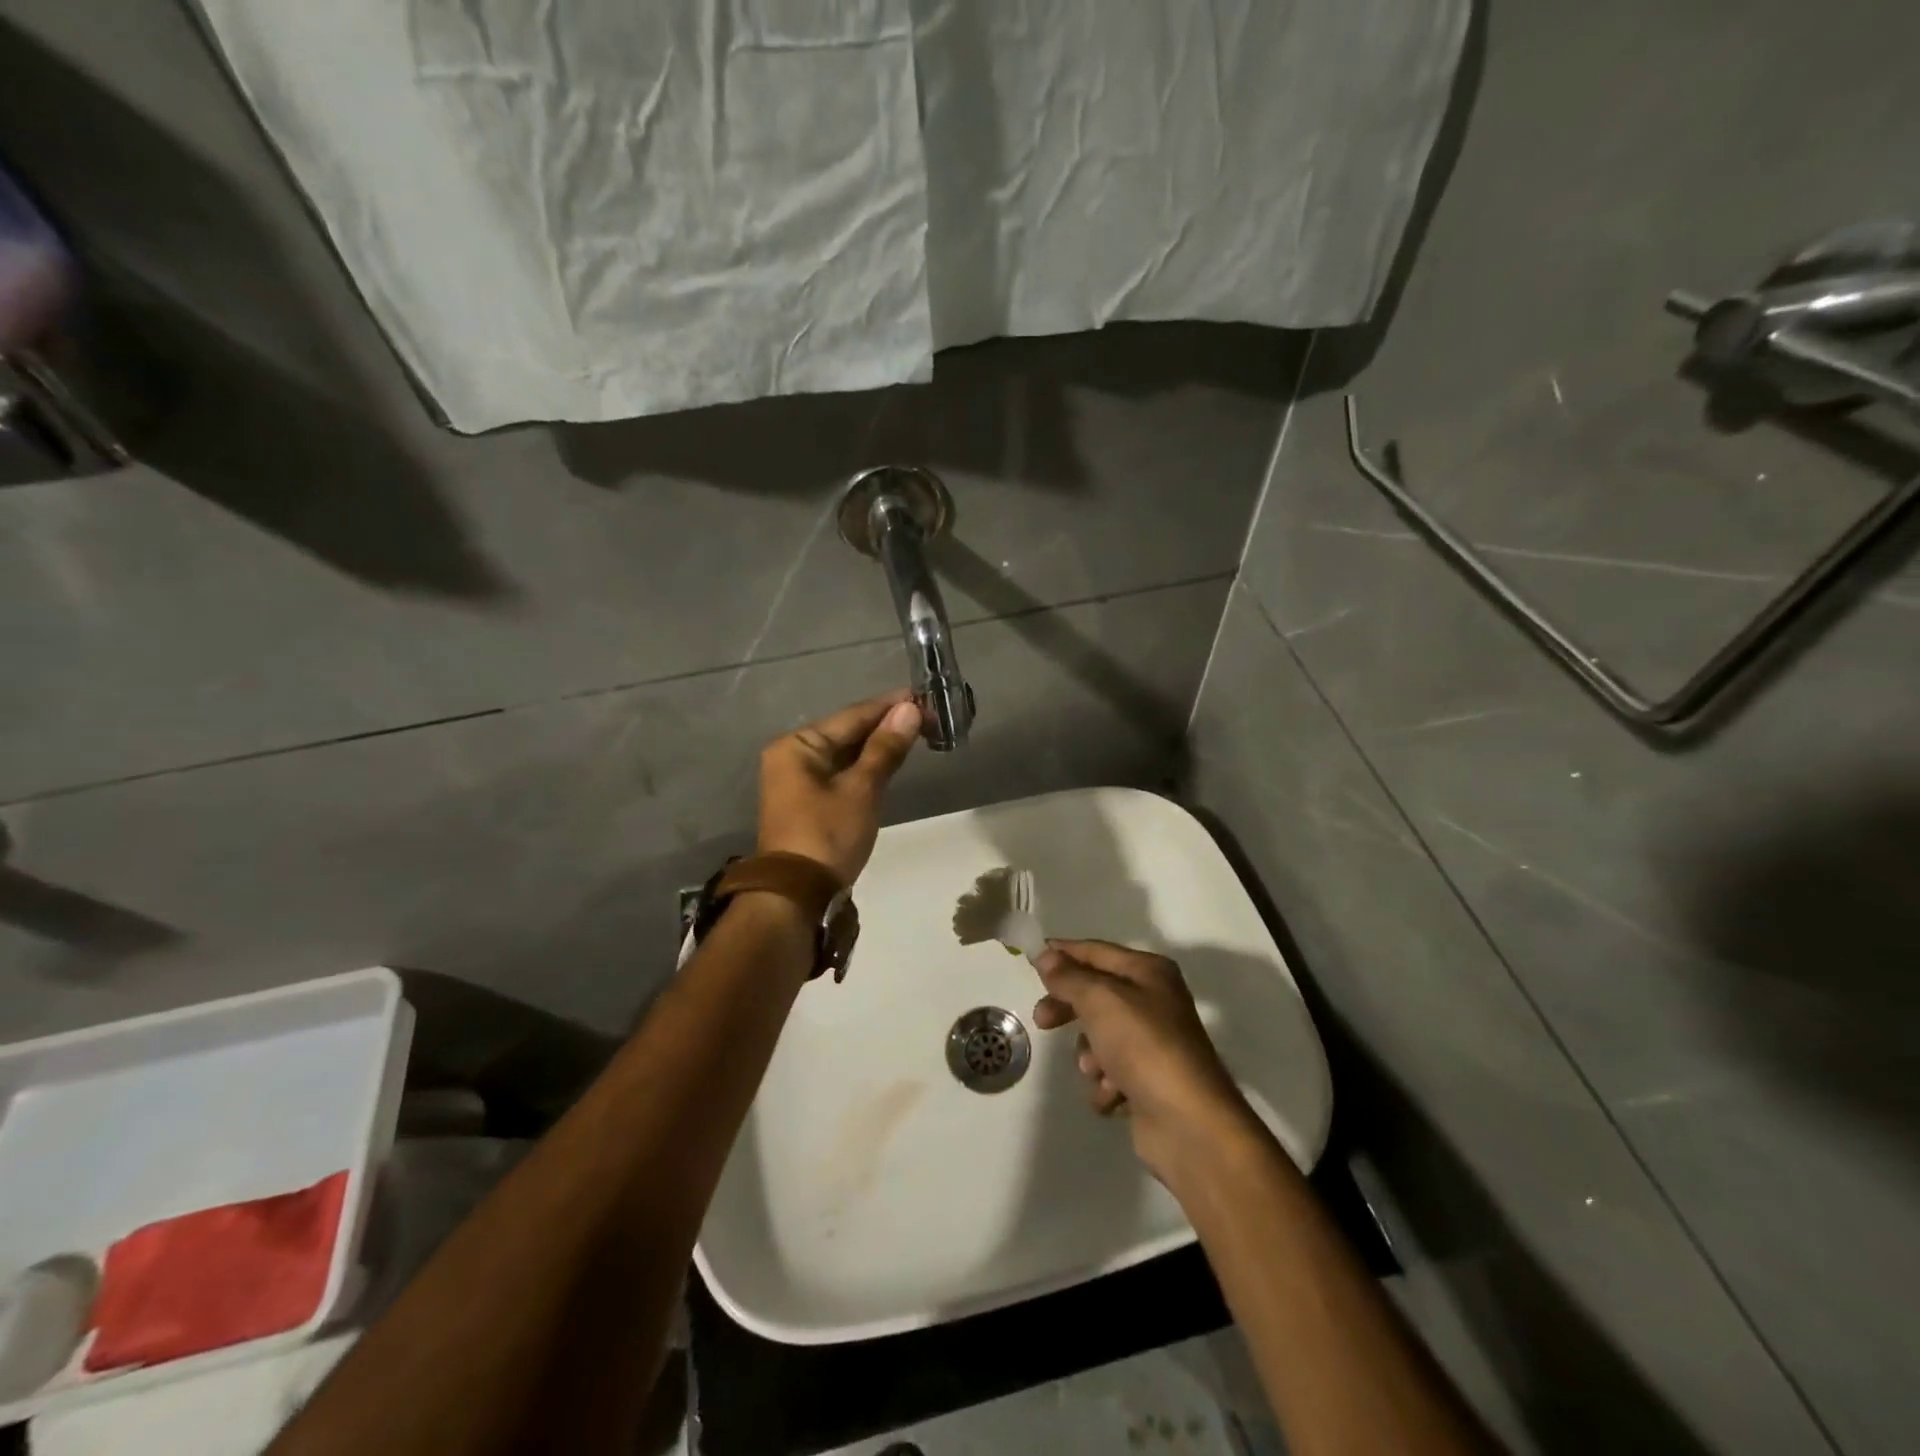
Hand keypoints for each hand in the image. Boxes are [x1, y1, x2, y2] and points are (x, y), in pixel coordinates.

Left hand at [757, 692, 922, 883]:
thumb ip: (885, 748)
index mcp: (798, 746)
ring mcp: (799, 781)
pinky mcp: (809, 802)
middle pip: (847, 733)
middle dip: (886, 726)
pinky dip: (867, 767)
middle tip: (928, 717)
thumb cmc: (827, 835)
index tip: (923, 696)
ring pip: (846, 754)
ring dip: (879, 746)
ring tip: (917, 733)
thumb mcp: (861, 790)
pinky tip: (891, 760)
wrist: (797, 896)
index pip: (852, 716)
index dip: (889, 706)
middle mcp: (793, 756)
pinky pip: (842, 773)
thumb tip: (909, 709)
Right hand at [1033, 940, 1253, 1180]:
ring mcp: (1152, 1044)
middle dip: (1068, 1009)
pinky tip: (1115, 1095)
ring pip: (1099, 1038)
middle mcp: (1153, 1001)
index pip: (1096, 951)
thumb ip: (1068, 976)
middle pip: (1095, 995)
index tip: (1030, 957)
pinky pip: (1111, 1074)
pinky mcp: (1148, 1082)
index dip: (1063, 953)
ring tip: (1098, 1070)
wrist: (1189, 1123)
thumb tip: (1046, 955)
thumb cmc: (1144, 1046)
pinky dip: (1107, 1084)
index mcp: (1149, 972)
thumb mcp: (1100, 1000)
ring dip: (1090, 1056)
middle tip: (1042, 1020)